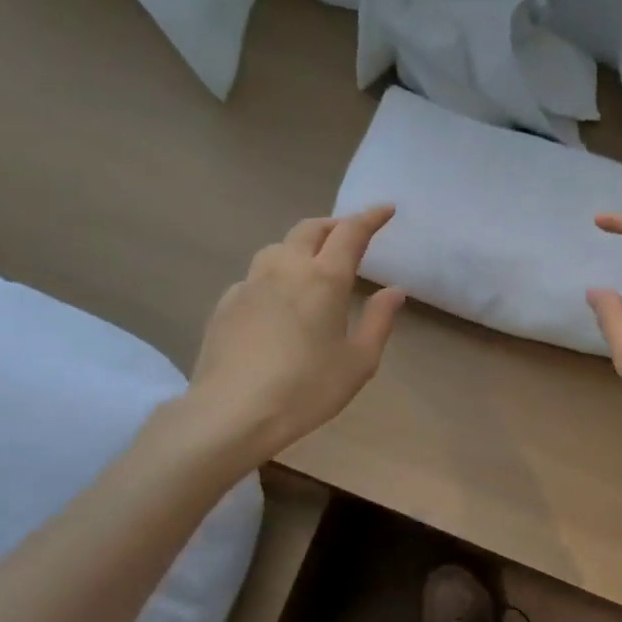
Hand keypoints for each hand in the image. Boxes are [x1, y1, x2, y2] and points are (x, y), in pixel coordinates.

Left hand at [181, 206, 405, 465]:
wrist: (233, 411)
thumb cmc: (307, 389)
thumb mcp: (358, 362)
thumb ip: (379, 321)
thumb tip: (395, 291)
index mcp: (324, 279)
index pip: (351, 232)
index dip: (371, 217)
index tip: (386, 210)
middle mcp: (285, 269)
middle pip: (311, 229)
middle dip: (334, 225)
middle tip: (350, 235)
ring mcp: (250, 283)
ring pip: (278, 247)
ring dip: (301, 245)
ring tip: (313, 263)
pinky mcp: (226, 303)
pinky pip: (256, 276)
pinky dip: (275, 275)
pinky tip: (278, 301)